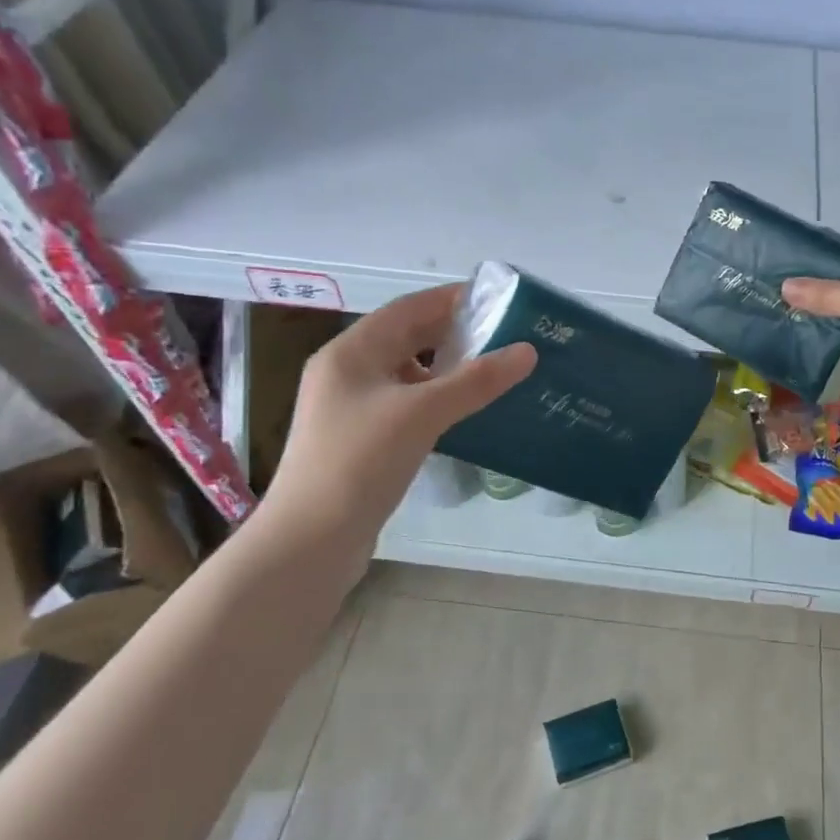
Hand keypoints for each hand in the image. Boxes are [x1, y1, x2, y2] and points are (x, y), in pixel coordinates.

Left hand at [259, 284, 535, 578]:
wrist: (311, 540)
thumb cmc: (360, 462)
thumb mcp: (422, 413)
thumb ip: (476, 381)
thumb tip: (528, 351)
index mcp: (351, 352)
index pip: (408, 308)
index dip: (451, 299)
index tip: (497, 300)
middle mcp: (347, 372)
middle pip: (407, 338)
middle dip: (453, 334)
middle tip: (504, 335)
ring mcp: (350, 407)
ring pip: (407, 373)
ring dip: (446, 368)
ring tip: (492, 371)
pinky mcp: (360, 439)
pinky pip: (405, 404)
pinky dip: (435, 399)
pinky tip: (463, 411)